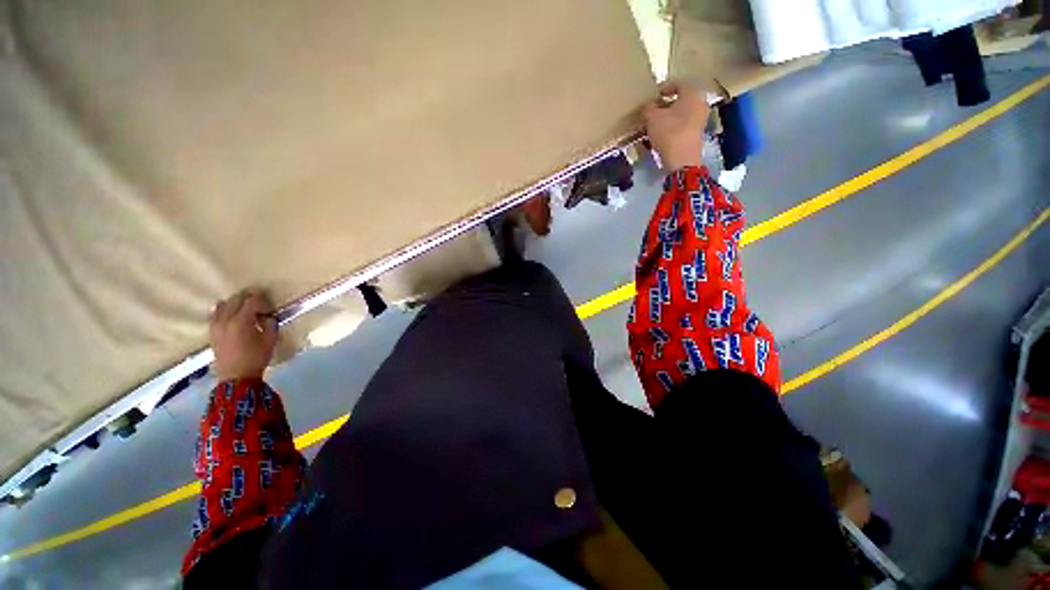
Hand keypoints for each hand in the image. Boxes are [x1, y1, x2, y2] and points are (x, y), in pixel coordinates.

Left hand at [210, 290, 277, 381]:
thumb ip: (270, 324)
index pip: (252, 301)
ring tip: (245, 310)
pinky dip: (225, 310)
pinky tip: (232, 316)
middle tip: (260, 305)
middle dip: (249, 298)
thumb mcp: (270, 340)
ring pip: (223, 304)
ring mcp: (216, 325)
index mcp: (241, 321)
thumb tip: (267, 316)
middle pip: (236, 299)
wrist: (236, 377)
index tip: (270, 309)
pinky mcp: (212, 331)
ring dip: (235, 303)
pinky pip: (215, 313)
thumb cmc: (256, 358)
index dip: (263, 302)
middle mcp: (225, 320)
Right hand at [643, 83, 708, 171]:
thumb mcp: (652, 118)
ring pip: (682, 113)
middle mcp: (700, 103)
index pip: (678, 83)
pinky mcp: (697, 134)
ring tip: (655, 124)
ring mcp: (700, 119)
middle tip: (653, 110)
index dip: (665, 88)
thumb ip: (649, 107)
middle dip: (667, 105)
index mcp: (692, 93)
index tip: (653, 96)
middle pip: (681, 99)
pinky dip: (673, 126)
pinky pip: (684, 125)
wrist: (681, 160)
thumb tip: (648, 104)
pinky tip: (662, 134)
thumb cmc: (669, 133)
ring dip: (669, 117)